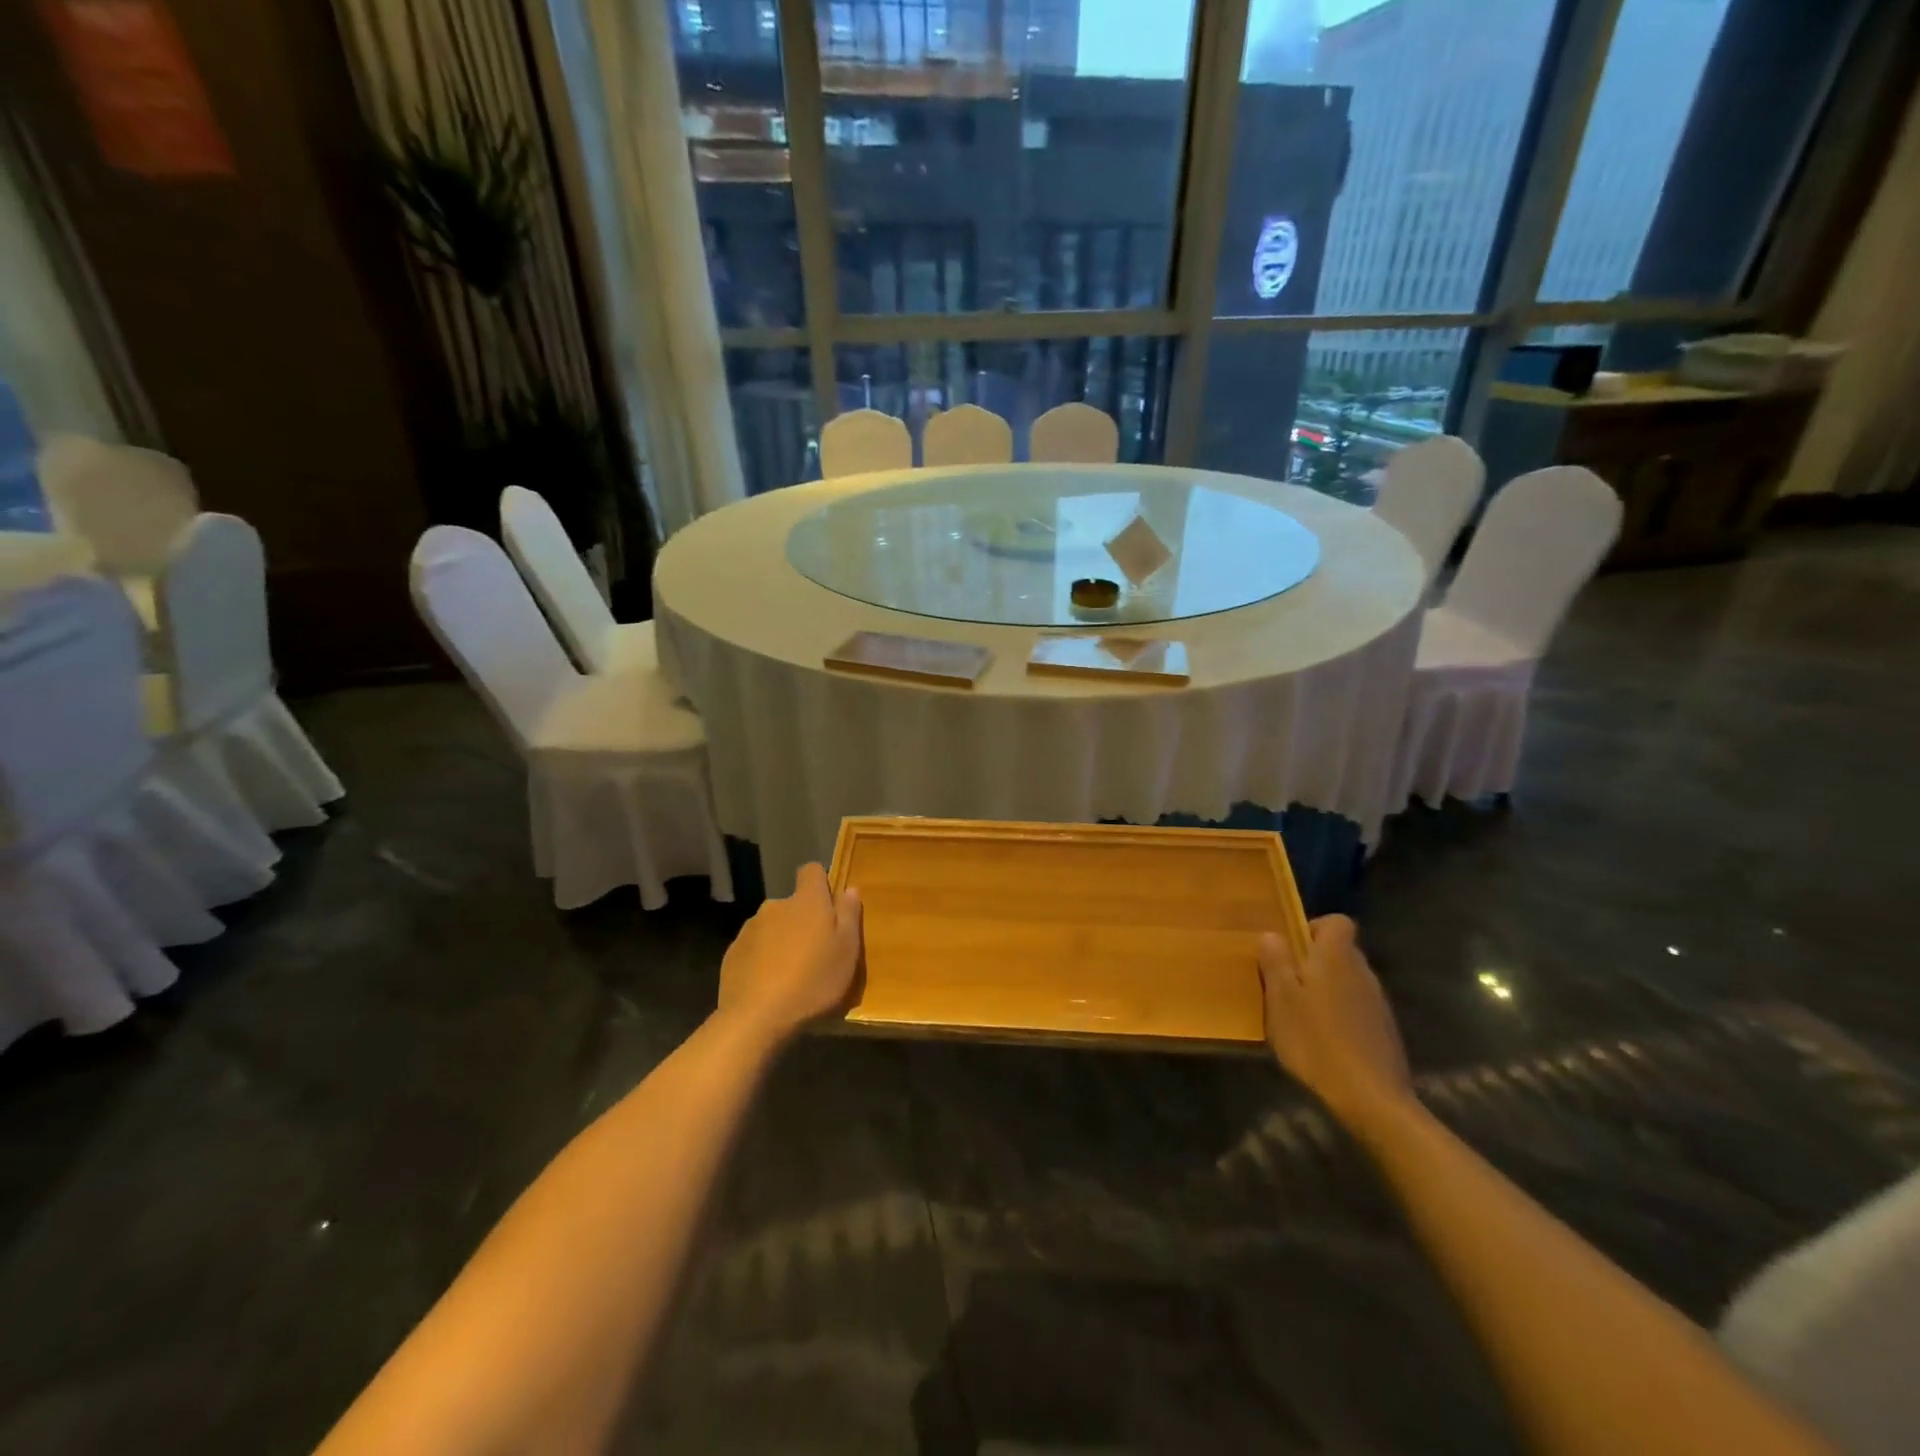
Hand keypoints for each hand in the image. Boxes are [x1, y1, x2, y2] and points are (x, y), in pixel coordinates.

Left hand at [715, 864, 862, 1047]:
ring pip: (773, 926)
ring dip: (782, 940)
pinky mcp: (732, 953)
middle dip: (803, 921)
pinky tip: (769, 986)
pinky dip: (762, 959)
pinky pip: (754, 948)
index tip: (830, 908)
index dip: (821, 884)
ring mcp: (750, 929)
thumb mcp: (847, 950)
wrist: (757, 1018)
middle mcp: (775, 906)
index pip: (812, 871)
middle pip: (793, 904)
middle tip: (815, 953)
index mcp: (806, 901)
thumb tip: (848, 889)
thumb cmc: (813, 981)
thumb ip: (849, 915)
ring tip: (791, 974)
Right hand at [1259, 916, 1413, 1129]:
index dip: (1313, 927)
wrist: (1370, 1098)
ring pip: (1347, 981)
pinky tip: (1323, 1041)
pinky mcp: (1384, 1031)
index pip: (1337, 921)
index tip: (1291, 949)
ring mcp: (1377, 1002)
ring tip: (1301, 1016)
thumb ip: (1276, 961)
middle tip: (1286, 985)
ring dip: (1326, 990)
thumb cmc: (1316, 1040)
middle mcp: (1362, 971)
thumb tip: (1273, 934)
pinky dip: (1339, 1015)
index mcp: (1337, 957)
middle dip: (1313, 961)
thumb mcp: (1281, 998)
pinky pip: (1356, 1007)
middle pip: (1340, 951)